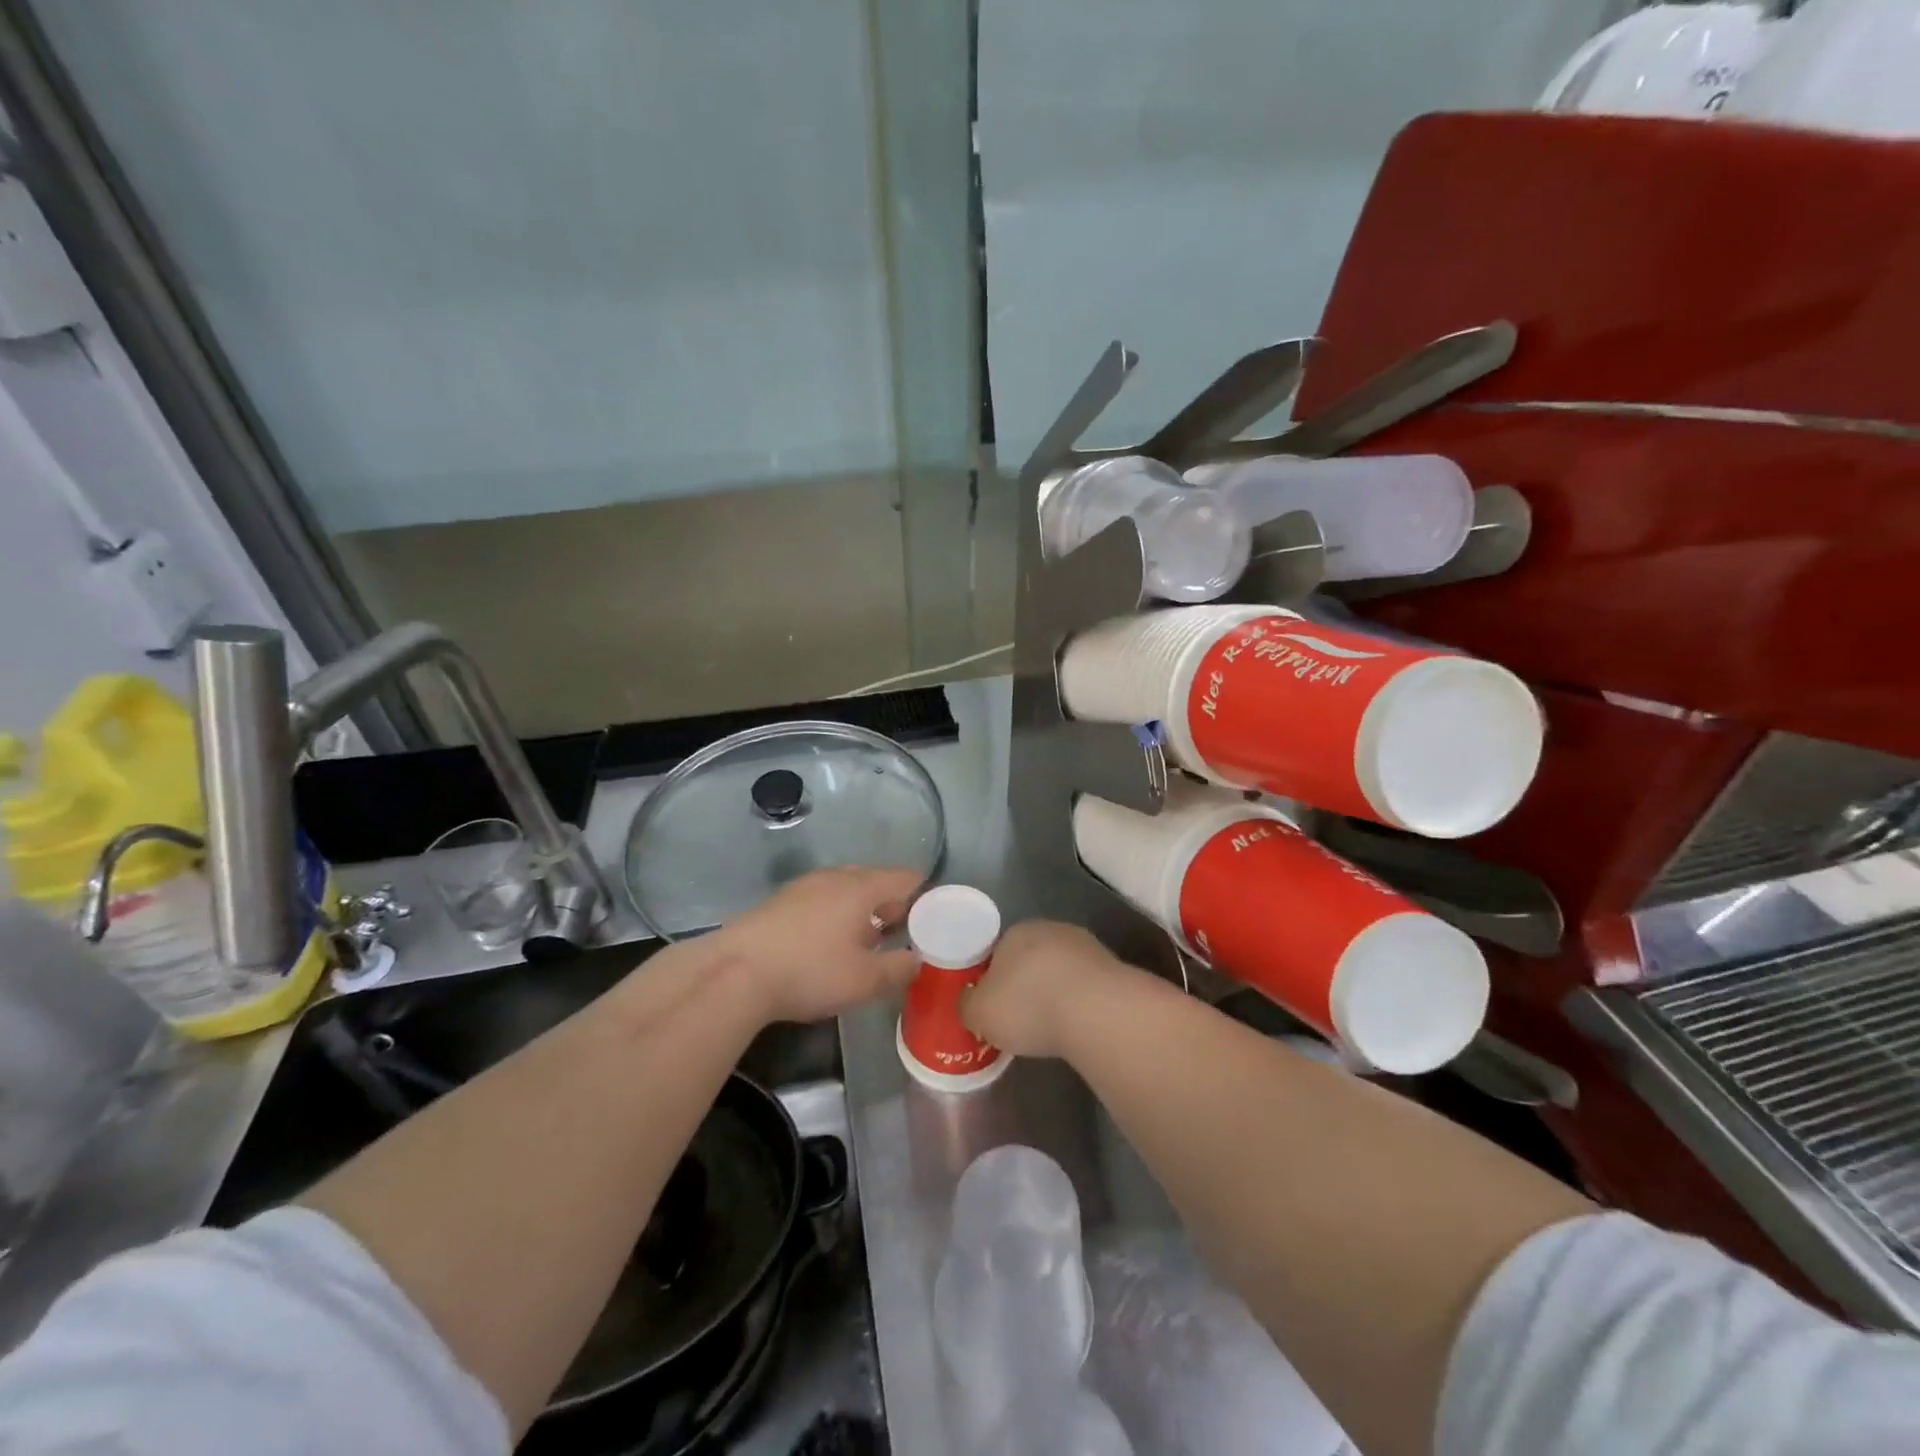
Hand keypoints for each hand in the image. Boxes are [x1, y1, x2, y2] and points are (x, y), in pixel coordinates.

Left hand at [711, 866, 921, 1023]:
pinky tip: (827, 944)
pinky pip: (822, 899)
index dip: (925, 896)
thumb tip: (918, 962)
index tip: (933, 921)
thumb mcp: (864, 980)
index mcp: (862, 887)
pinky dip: (835, 915)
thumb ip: (899, 969)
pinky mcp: (780, 901)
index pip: (906, 878)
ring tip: (866, 942)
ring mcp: (804, 886)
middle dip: (893, 905)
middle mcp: (835, 877)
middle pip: (875, 880)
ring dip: (862, 911)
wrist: (734, 972)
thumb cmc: (809, 971)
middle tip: (902, 935)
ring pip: (846, 890)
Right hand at [962, 919, 1125, 1059]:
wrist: (1096, 1011)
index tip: (994, 1008)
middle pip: (1030, 959)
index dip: (992, 981)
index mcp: (1014, 932)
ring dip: (1056, 993)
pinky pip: (1086, 987)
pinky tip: (1077, 1026)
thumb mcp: (979, 1013)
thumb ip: (968, 1006)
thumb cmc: (1027, 1006)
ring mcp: (1086, 946)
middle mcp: (1050, 929)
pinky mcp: (1113, 968)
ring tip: (1051, 1028)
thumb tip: (969, 1003)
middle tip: (1020, 1020)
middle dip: (1025, 985)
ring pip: (1060, 972)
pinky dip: (1080, 1004)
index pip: (997, 952)